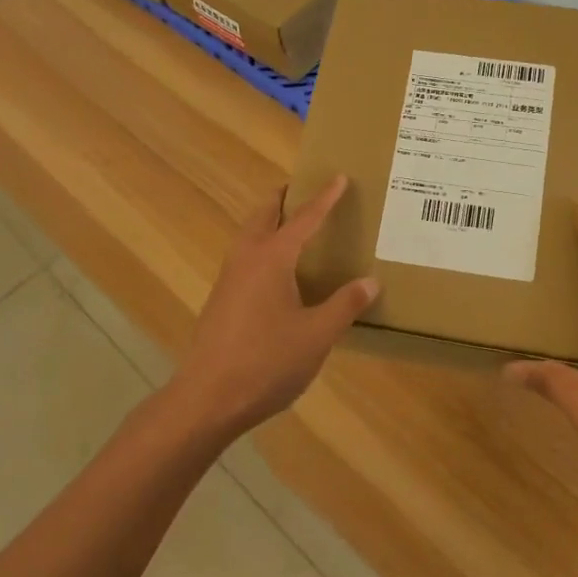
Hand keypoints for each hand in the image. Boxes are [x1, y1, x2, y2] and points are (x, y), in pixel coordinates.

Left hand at [174, 176, 379, 436]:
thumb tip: (370, 281)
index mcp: (272, 258)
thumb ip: (345, 305)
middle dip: (283, 199)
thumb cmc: (266, 362)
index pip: (304, 218)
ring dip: (269, 222)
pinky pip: (245, 257)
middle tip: (304, 190)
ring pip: (249, 235)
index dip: (324, 198)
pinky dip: (262, 246)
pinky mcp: (221, 301)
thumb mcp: (317, 335)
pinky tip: (277, 273)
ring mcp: (229, 280)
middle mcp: (246, 259)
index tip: (338, 176)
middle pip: (263, 215)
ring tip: (292, 225)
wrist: (206, 399)